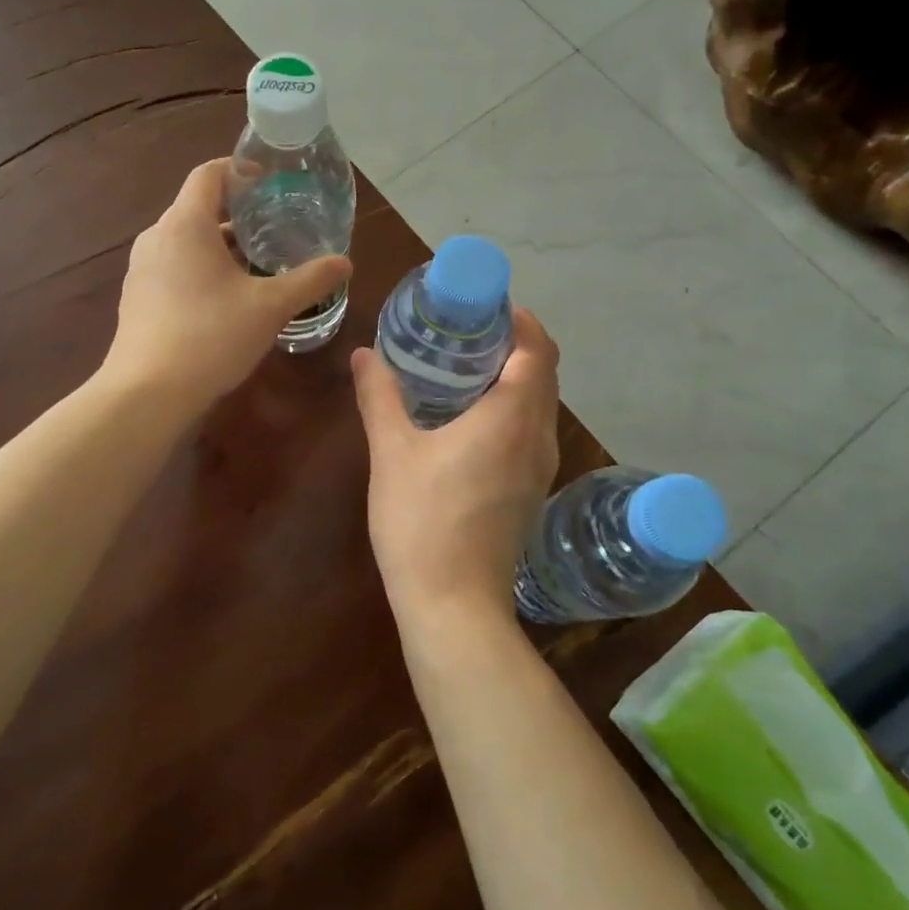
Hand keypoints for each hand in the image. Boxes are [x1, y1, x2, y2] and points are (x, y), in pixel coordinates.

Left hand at [103, 159, 351, 407]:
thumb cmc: (211, 337)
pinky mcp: (136, 297)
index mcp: (186, 224)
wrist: (148, 393)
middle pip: (198, 207)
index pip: (209, 173)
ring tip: (256, 264)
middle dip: (237, 213)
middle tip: (274, 227)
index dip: (240, 170)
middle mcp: (157, 237)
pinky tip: (224, 299)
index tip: (270, 183)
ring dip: (219, 245)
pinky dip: (200, 268)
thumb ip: (310, 280)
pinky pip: (173, 267)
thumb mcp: (270, 307)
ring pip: (185, 240)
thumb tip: (345, 262)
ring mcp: (141, 268)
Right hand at [351, 309, 560, 637]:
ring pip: (541, 405)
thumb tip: (363, 355)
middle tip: (469, 330)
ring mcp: (540, 468)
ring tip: (468, 367)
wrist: (453, 604)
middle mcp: (538, 437)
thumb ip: (379, 396)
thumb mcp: (392, 452)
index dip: (520, 321)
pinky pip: (533, 431)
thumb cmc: (421, 520)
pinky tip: (472, 418)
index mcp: (511, 417)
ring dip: (517, 377)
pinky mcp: (531, 492)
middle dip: (516, 344)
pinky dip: (514, 408)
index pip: (536, 350)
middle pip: (545, 374)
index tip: (487, 306)